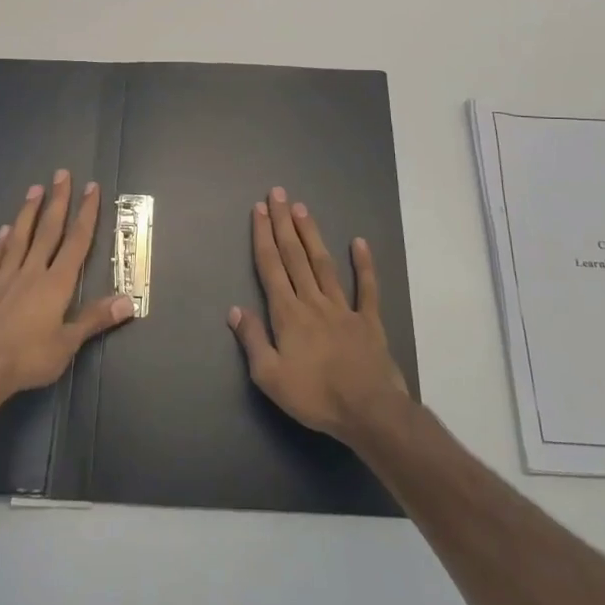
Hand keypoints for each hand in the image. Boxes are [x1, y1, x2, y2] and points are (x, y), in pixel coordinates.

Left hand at [0, 170, 134, 403]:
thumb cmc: (28, 357)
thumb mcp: (68, 344)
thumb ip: (95, 319)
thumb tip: (128, 300)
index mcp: (56, 284)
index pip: (76, 242)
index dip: (86, 214)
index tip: (90, 188)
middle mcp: (31, 272)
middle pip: (48, 231)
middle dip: (58, 201)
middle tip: (61, 174)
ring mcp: (4, 279)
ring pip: (19, 238)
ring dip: (28, 213)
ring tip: (34, 189)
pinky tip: (2, 230)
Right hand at [228, 187, 408, 443]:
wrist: (368, 410)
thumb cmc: (315, 396)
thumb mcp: (270, 377)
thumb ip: (252, 340)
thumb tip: (235, 310)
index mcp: (287, 314)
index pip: (271, 267)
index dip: (263, 236)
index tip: (258, 209)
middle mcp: (312, 301)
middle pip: (295, 256)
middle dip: (283, 223)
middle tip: (278, 194)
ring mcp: (343, 307)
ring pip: (324, 263)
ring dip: (312, 234)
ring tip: (302, 209)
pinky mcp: (369, 320)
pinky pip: (366, 288)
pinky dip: (364, 264)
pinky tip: (359, 242)